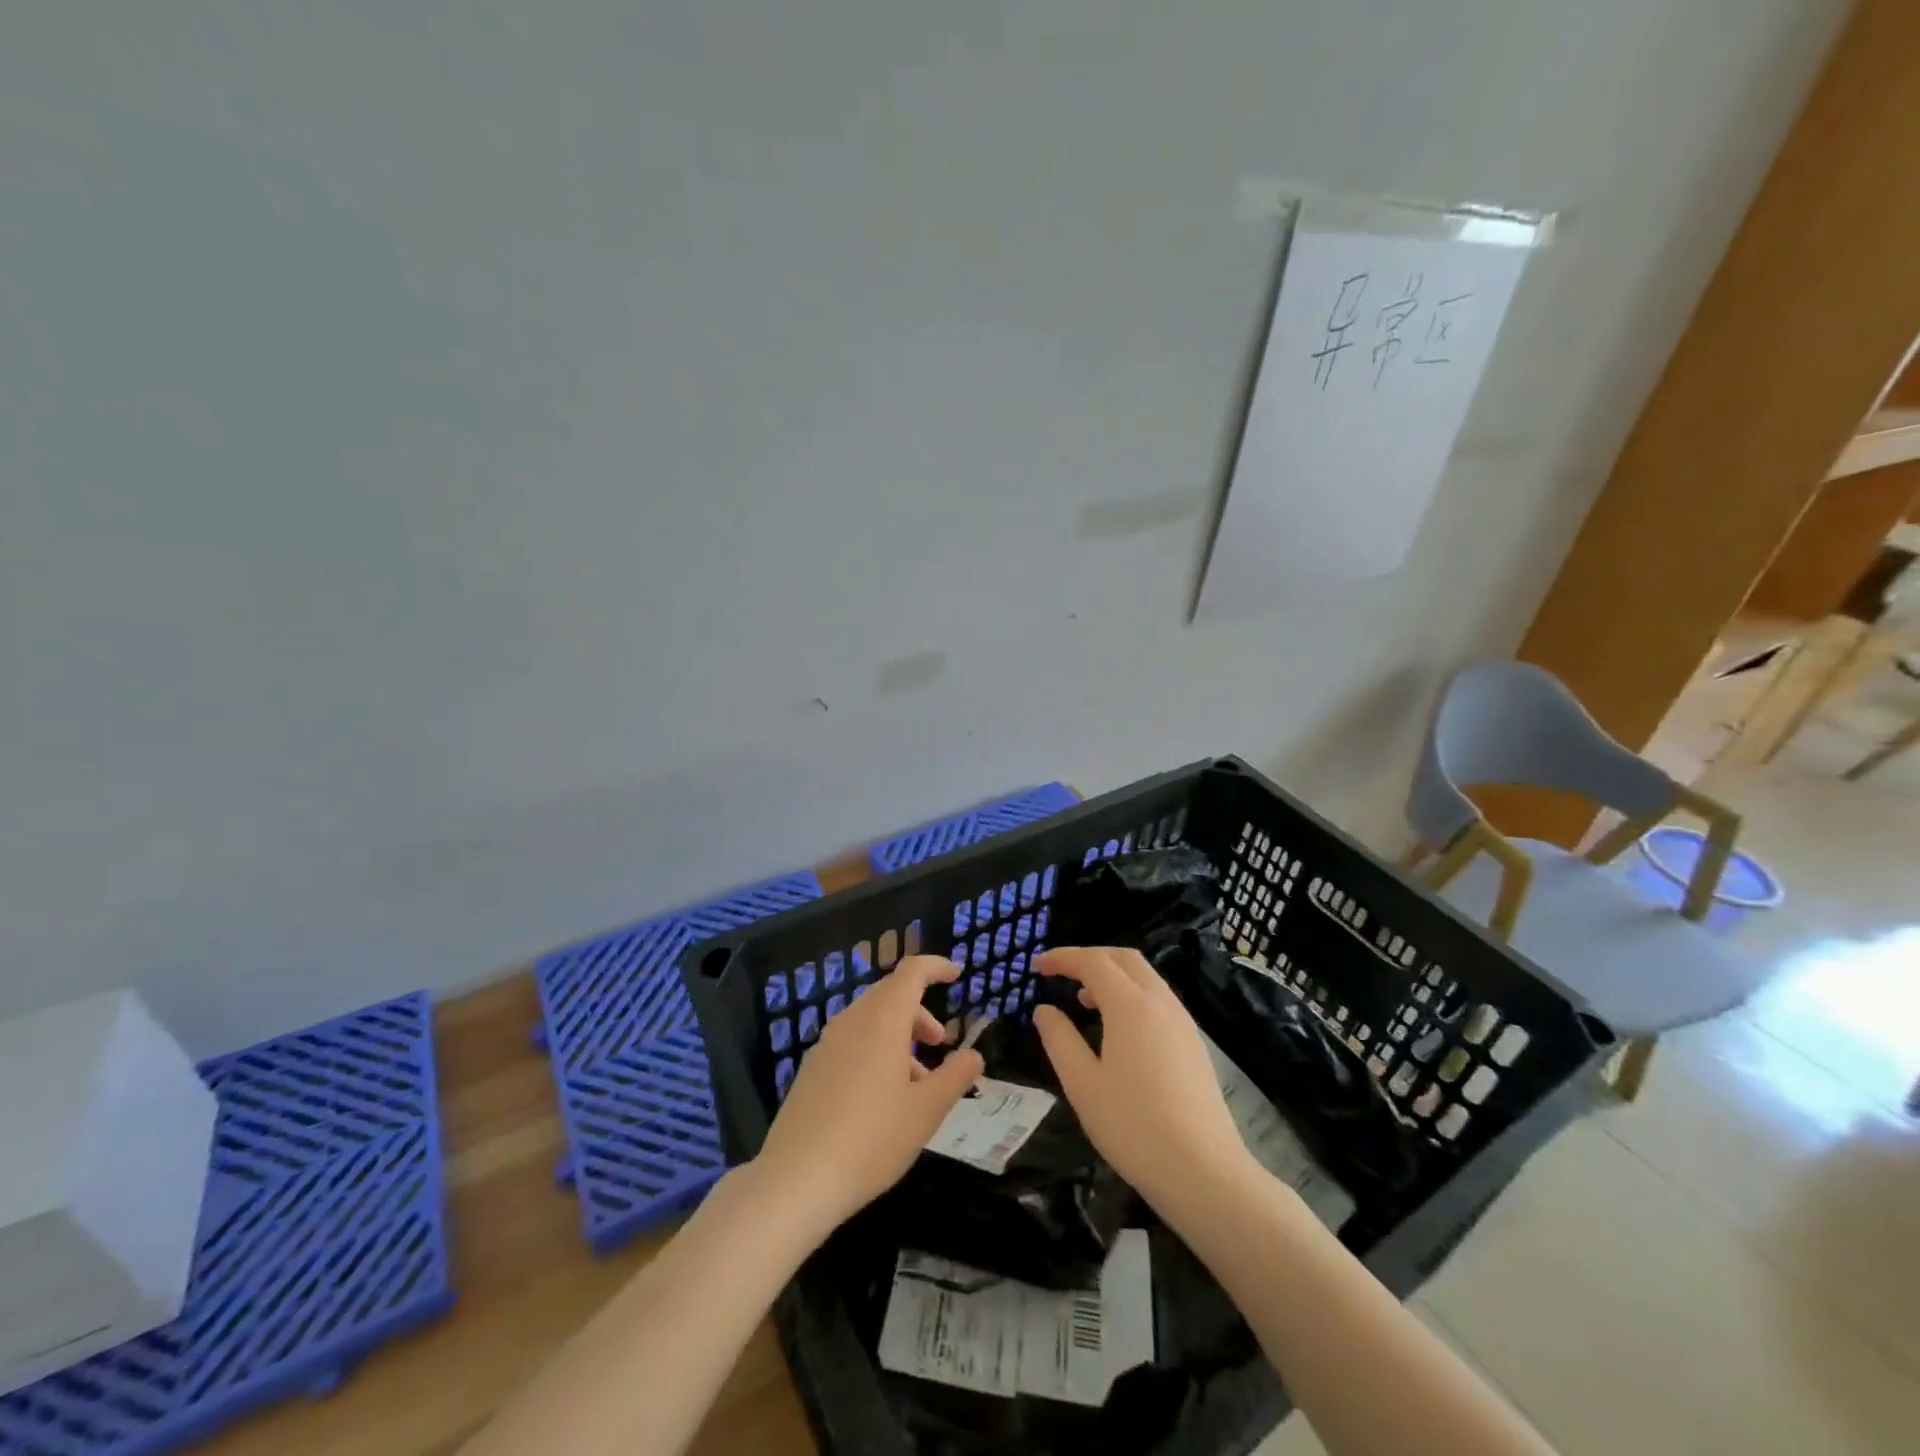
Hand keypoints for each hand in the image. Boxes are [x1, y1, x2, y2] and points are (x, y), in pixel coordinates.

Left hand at [751, 955, 983, 1237]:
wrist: (796, 1180)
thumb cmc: (871, 1140)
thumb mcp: (926, 1111)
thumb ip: (955, 1077)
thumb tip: (974, 1055)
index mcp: (882, 1020)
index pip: (911, 972)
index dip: (935, 967)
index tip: (957, 975)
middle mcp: (852, 1021)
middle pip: (890, 994)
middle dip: (920, 1011)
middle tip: (940, 1043)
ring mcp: (826, 1044)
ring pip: (870, 1020)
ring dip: (899, 1035)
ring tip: (917, 1081)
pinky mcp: (811, 1068)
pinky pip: (851, 1041)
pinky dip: (876, 1050)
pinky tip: (883, 1097)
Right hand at [1032, 946, 1255, 1215]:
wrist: (1204, 1173)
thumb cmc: (1134, 1126)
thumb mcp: (1082, 1084)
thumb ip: (1059, 1039)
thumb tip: (1044, 1010)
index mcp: (1130, 1005)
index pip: (1093, 961)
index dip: (1062, 958)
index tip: (1036, 966)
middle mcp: (1160, 1002)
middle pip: (1124, 958)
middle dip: (1090, 958)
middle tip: (1060, 975)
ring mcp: (1182, 1022)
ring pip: (1145, 977)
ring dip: (1112, 976)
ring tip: (1084, 1001)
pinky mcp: (1193, 1043)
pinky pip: (1158, 999)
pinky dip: (1131, 996)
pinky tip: (1118, 1030)